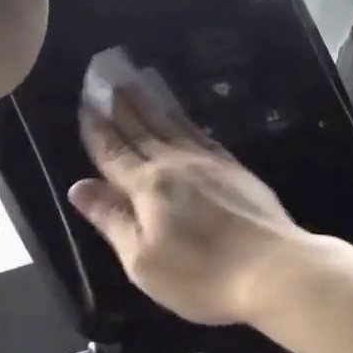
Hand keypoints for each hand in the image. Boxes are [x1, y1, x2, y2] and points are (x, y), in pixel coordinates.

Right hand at [70, 88, 303, 326]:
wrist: (274, 270)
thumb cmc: (200, 275)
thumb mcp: (142, 260)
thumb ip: (111, 220)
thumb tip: (78, 187)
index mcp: (147, 186)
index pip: (113, 152)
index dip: (97, 130)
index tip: (86, 104)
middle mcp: (175, 164)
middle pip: (142, 129)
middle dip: (121, 105)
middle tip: (108, 77)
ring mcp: (209, 163)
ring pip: (172, 124)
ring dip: (151, 102)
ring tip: (138, 80)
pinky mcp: (235, 169)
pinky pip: (201, 134)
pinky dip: (185, 120)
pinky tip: (183, 117)